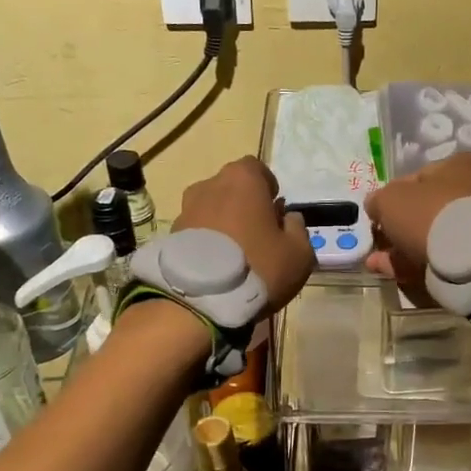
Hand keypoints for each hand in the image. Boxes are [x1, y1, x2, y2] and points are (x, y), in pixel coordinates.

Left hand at [174, 156, 315, 311]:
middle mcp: (210, 185)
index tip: (274, 212)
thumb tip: (288, 218)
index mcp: (243, 179)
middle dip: (244, 205)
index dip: (267, 188)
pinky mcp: (171, 235)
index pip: (257, 169)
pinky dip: (206, 242)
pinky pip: (196, 232)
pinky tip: (216, 267)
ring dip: (223, 224)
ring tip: (234, 254)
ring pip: (211, 209)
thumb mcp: (299, 253)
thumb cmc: (258, 267)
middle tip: (257, 234)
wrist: (201, 301)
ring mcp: (186, 209)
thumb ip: (298, 229)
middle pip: (231, 188)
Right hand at [363, 150, 470, 301]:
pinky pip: (444, 257)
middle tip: (378, 245)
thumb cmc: (432, 213)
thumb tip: (375, 206)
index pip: (418, 177)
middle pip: (426, 210)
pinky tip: (397, 273)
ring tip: (380, 264)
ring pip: (433, 236)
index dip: (392, 197)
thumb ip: (378, 200)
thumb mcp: (392, 200)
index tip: (377, 217)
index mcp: (461, 164)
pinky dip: (419, 264)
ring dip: (404, 249)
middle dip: (398, 229)